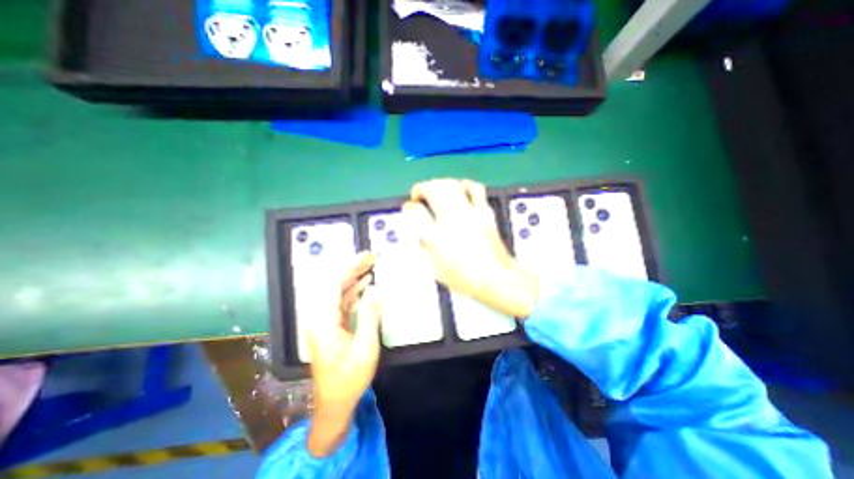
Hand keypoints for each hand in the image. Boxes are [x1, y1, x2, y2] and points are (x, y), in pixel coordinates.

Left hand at [303, 251, 376, 455]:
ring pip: (336, 290)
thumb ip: (369, 315)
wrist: (334, 402)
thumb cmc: (350, 377)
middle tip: (372, 257)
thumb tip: (375, 290)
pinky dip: (353, 289)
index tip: (367, 256)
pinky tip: (365, 283)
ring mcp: (323, 319)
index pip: (332, 283)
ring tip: (371, 265)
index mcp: (323, 321)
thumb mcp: (365, 347)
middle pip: (332, 283)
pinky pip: (340, 299)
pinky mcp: (330, 324)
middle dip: (352, 267)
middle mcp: (318, 316)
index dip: (349, 266)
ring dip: (353, 276)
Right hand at [405, 180, 536, 318]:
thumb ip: (423, 246)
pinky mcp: (485, 212)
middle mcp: (452, 221)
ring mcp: (470, 214)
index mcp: (437, 237)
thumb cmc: (465, 278)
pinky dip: (465, 185)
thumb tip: (418, 231)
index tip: (409, 209)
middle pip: (433, 189)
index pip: (415, 212)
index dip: (409, 208)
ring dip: (440, 184)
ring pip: (452, 185)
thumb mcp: (436, 267)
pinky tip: (461, 188)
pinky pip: (475, 189)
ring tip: (436, 190)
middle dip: (422, 188)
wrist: (496, 278)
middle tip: (419, 195)